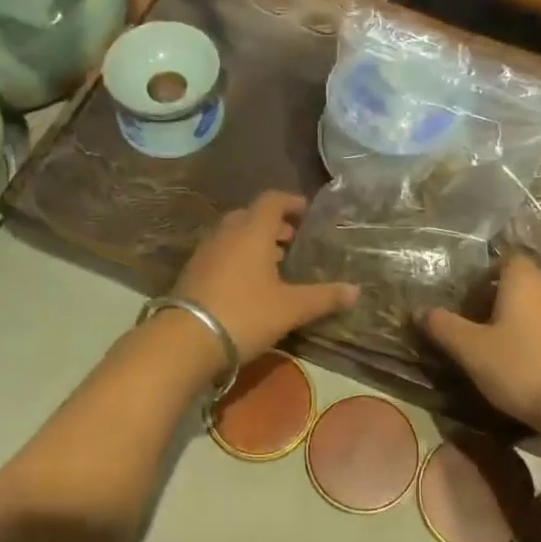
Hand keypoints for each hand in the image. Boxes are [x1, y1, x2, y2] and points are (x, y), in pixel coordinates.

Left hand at [172, 192, 358, 363]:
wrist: (185, 340)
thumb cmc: (244, 314)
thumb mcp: (290, 308)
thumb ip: (323, 298)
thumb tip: (355, 291)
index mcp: (252, 231)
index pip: (272, 201)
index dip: (291, 202)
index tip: (306, 212)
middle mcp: (227, 234)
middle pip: (250, 215)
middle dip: (272, 224)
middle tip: (291, 240)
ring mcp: (205, 252)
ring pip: (233, 234)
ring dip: (253, 241)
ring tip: (273, 263)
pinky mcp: (192, 272)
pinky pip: (220, 253)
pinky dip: (237, 257)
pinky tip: (248, 283)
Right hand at [422, 256, 540, 437]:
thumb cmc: (519, 367)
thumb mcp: (471, 348)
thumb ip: (443, 326)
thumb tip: (420, 311)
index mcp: (523, 279)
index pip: (504, 259)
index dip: (484, 275)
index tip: (467, 299)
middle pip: (518, 280)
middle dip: (495, 297)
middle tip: (473, 323)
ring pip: (534, 303)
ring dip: (514, 317)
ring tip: (493, 343)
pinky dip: (531, 333)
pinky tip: (519, 359)